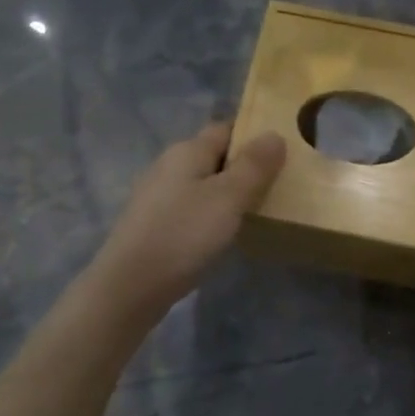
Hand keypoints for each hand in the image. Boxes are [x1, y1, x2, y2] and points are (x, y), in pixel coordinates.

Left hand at [93, 123, 285, 317]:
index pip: (226, 129)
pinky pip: (191, 208)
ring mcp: (158, 196)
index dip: (253, 135)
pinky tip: (224, 233)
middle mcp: (169, 165)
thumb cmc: (184, 234)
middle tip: (279, 183)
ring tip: (258, 210)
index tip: (284, 150)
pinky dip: (211, 214)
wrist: (130, 286)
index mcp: (187, 151)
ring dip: (228, 193)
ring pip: (202, 184)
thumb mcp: (228, 197)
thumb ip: (254, 166)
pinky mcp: (154, 224)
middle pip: (213, 156)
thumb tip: (274, 134)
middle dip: (243, 166)